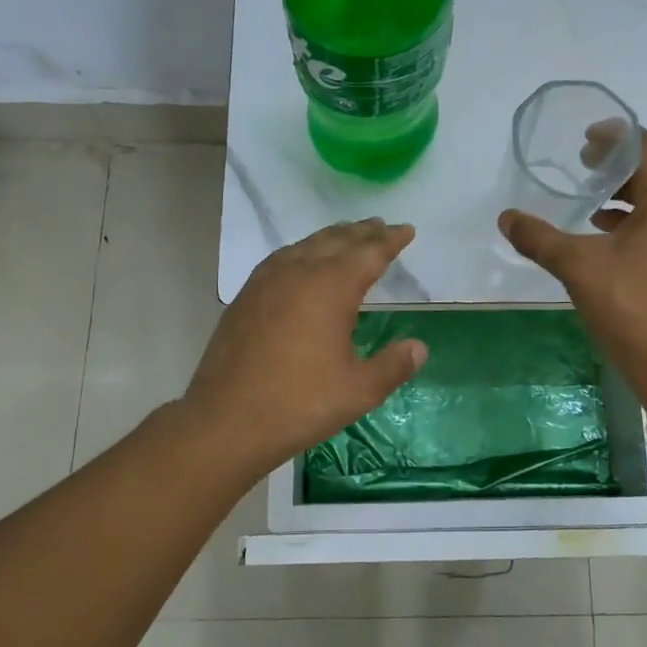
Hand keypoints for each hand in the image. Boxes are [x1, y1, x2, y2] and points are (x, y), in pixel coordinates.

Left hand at [183, 220, 428, 478]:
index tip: (407, 230)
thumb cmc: (300, 403)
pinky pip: (282, 258)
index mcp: (331, 287)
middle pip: (337, 241)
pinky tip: (302, 261)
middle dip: (363, 232)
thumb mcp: (359, 390)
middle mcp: (300, 272)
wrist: (226, 420)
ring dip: (332, 237)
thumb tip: (419, 347)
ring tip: (348, 235)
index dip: (391, 240)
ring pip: (307, 245)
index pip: (369, 253)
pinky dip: (303, 250)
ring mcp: (267, 281)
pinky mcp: (247, 295)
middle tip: (382, 227)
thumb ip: (393, 366)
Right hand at [499, 130, 646, 402]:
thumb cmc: (629, 306)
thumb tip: (506, 217)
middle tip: (581, 167)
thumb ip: (539, 237)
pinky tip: (604, 235)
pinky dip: (635, 220)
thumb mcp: (577, 266)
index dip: (615, 137)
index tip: (584, 140)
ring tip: (588, 201)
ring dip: (624, 195)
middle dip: (616, 167)